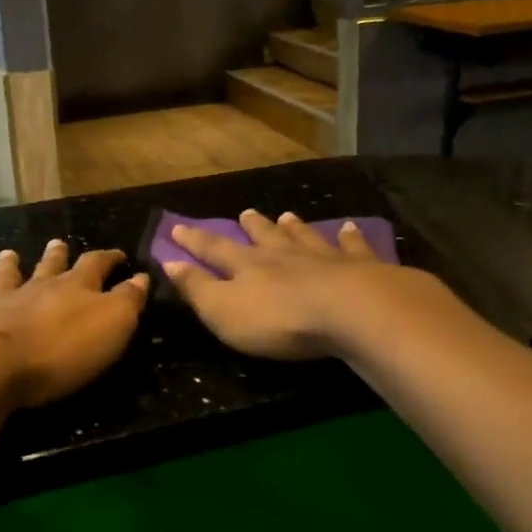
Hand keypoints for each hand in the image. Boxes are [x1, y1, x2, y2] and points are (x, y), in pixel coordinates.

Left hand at [0, 242, 149, 407]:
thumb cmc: (61, 350)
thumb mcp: (113, 326)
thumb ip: (128, 300)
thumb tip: (141, 276)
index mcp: (75, 287)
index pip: (97, 264)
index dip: (110, 258)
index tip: (119, 255)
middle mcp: (37, 286)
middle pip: (50, 265)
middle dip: (58, 255)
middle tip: (60, 243)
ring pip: (7, 275)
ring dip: (10, 264)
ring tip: (11, 253)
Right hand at [162, 209, 422, 360]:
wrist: (351, 311)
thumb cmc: (279, 319)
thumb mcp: (224, 311)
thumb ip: (197, 288)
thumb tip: (169, 262)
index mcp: (248, 266)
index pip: (214, 249)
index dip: (195, 240)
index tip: (178, 227)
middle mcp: (284, 254)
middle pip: (264, 236)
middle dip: (252, 226)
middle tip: (245, 213)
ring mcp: (324, 257)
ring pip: (304, 236)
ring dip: (294, 227)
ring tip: (288, 215)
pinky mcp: (361, 268)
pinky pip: (352, 247)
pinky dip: (350, 237)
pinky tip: (349, 228)